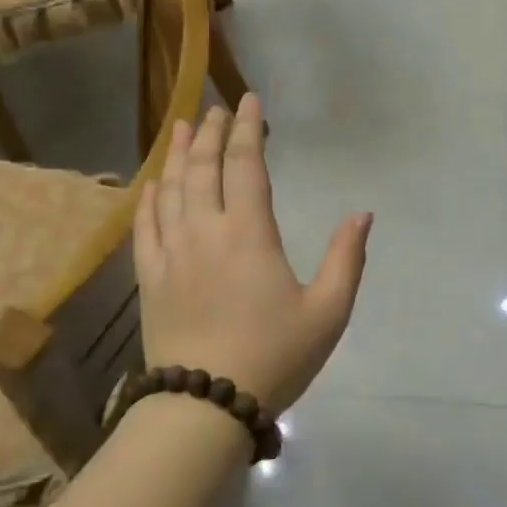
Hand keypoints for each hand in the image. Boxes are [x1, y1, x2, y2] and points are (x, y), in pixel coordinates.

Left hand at [135, 95, 370, 415]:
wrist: (206, 404)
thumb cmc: (274, 357)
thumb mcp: (328, 312)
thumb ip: (346, 259)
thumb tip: (362, 214)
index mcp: (249, 234)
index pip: (245, 165)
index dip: (248, 129)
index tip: (250, 101)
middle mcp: (204, 232)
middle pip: (203, 168)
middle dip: (211, 133)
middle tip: (216, 109)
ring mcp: (170, 253)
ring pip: (170, 189)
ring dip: (178, 155)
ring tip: (182, 128)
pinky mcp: (149, 278)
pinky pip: (144, 225)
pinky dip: (149, 197)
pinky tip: (153, 184)